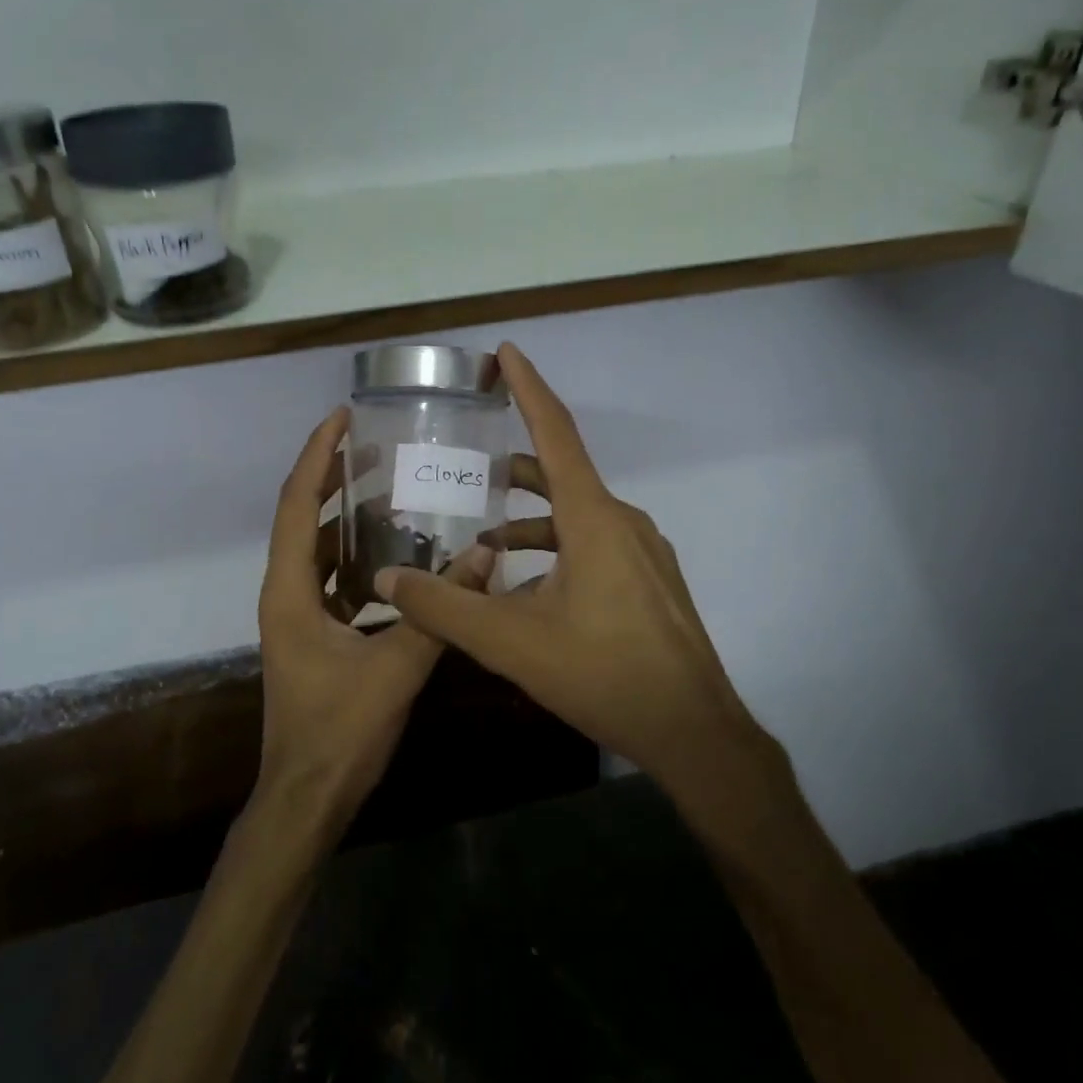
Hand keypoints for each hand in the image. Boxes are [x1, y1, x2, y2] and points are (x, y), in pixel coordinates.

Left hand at [254, 406, 495, 839]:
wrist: (307, 798)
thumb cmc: (339, 732)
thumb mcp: (396, 668)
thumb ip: (440, 611)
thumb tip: (484, 556)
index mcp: (290, 591)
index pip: (297, 504)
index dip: (317, 456)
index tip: (341, 417)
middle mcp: (285, 594)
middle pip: (302, 518)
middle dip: (332, 477)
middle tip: (374, 446)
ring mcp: (296, 616)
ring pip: (317, 550)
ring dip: (345, 519)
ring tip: (390, 491)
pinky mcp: (313, 636)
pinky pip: (332, 581)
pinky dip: (358, 559)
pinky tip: (399, 559)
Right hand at [374, 344, 785, 798]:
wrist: (693, 731)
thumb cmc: (604, 674)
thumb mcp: (511, 643)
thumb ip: (444, 608)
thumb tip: (388, 578)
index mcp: (593, 518)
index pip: (556, 432)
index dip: (528, 387)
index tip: (506, 352)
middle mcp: (622, 521)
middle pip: (561, 475)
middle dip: (514, 467)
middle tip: (470, 465)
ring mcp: (642, 552)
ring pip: (576, 516)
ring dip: (530, 521)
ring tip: (484, 543)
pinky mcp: (650, 580)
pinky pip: (594, 545)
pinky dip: (555, 549)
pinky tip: (528, 590)